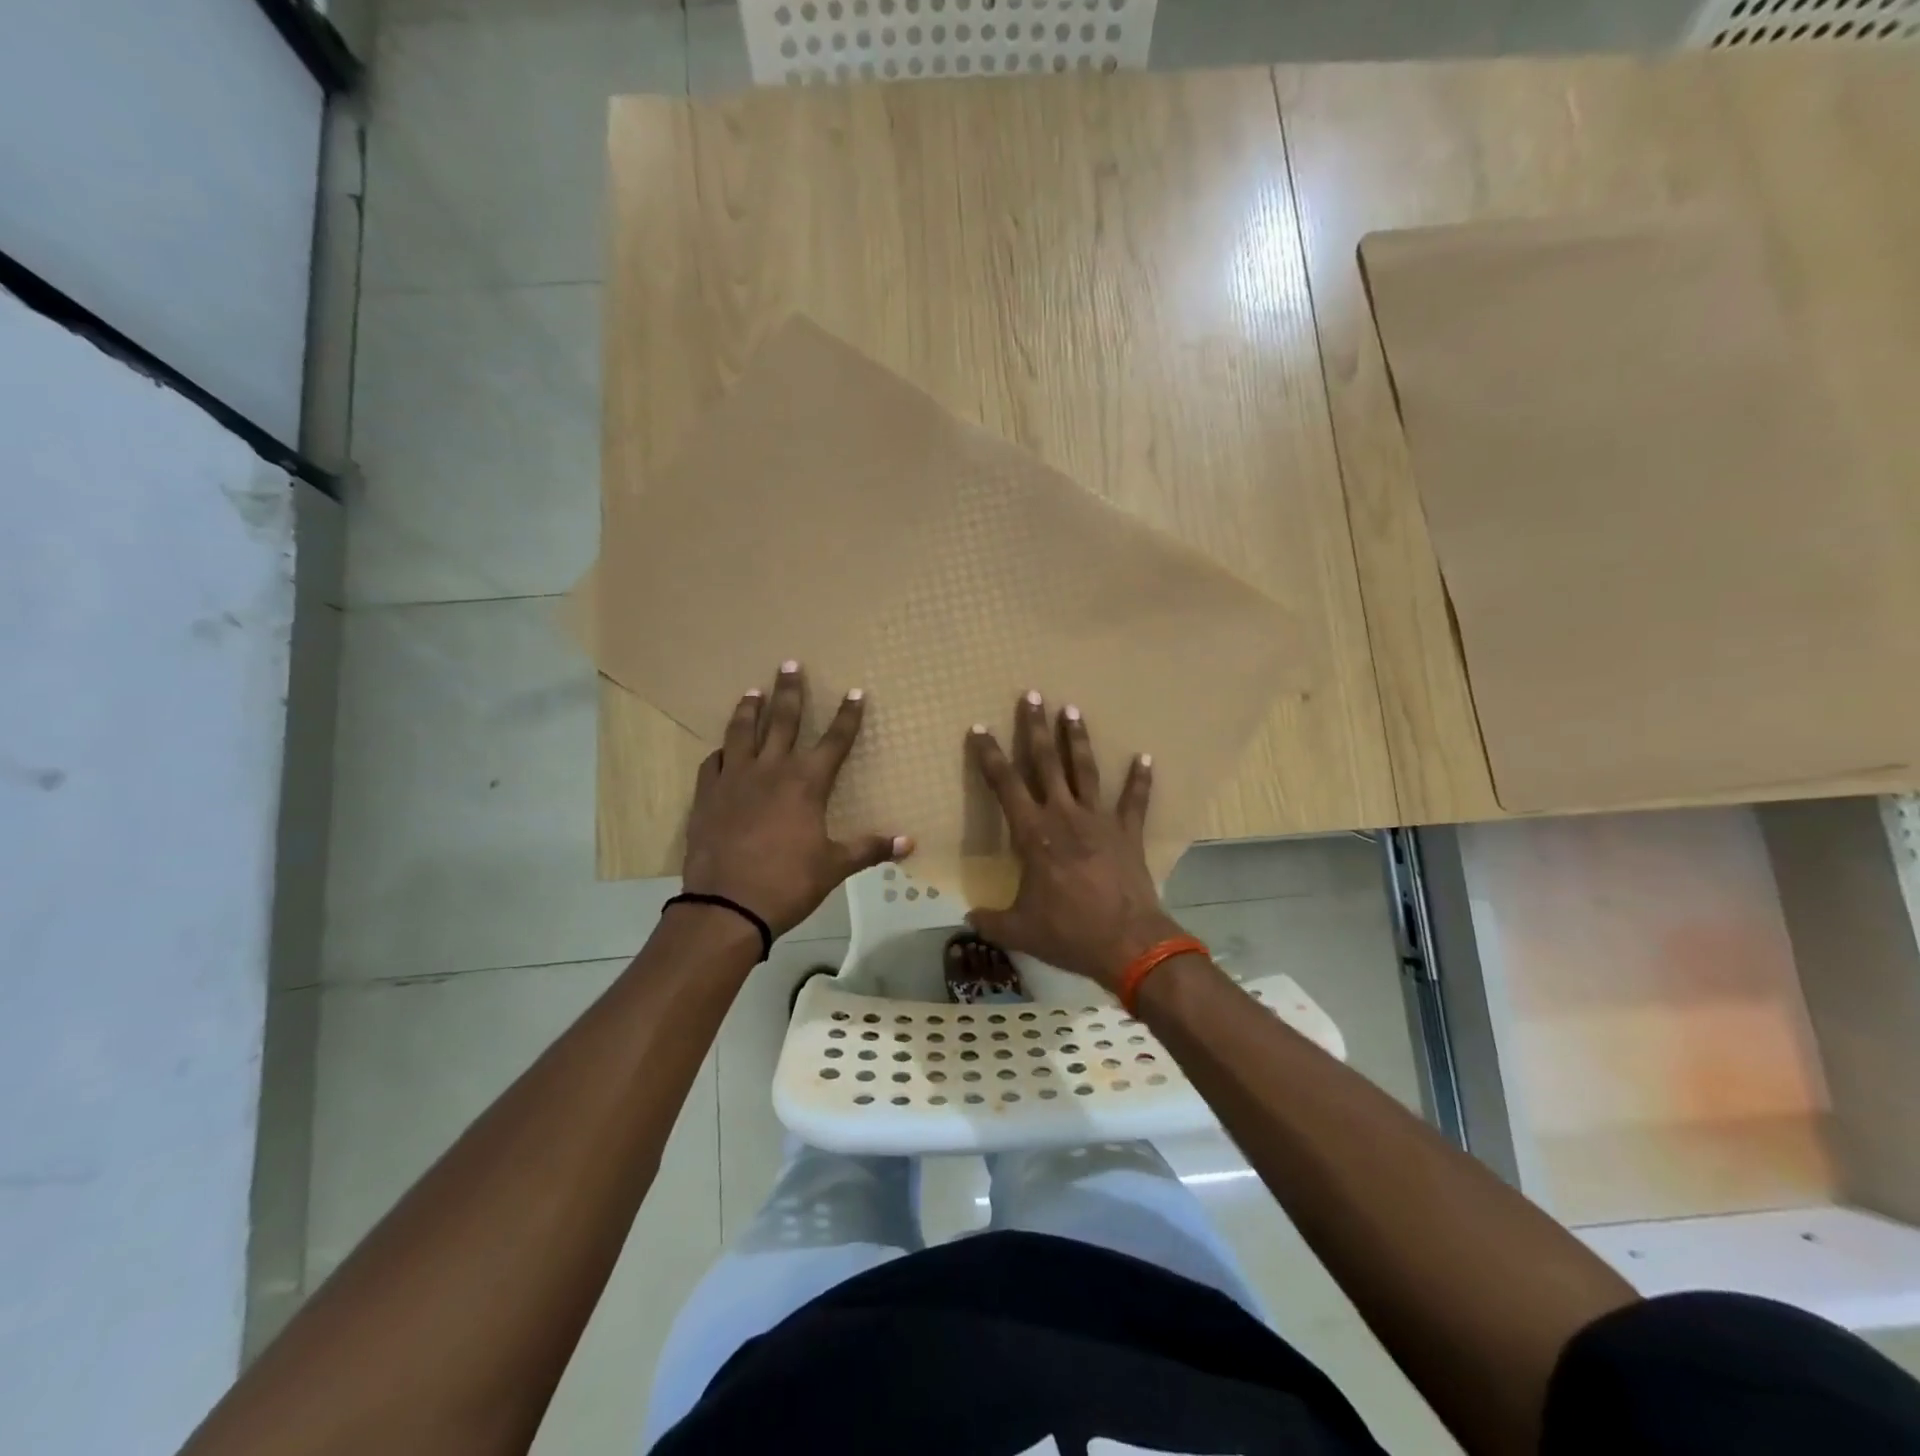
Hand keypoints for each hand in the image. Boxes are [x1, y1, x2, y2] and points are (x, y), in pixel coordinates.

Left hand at [681, 662, 911, 938]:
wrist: (727, 906)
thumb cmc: (788, 883)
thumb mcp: (834, 866)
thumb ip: (870, 848)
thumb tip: (910, 843)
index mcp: (806, 783)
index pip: (835, 740)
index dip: (848, 716)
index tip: (856, 692)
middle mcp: (771, 770)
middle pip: (784, 721)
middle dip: (790, 691)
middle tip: (789, 664)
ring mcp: (735, 780)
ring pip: (742, 733)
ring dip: (750, 709)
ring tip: (753, 691)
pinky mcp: (707, 796)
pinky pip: (714, 763)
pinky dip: (721, 752)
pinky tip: (722, 749)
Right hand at [966, 692, 1184, 991]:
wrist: (1127, 942)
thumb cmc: (1068, 932)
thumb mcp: (1019, 930)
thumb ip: (990, 920)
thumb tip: (968, 918)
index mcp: (1033, 834)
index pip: (1005, 785)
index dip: (989, 755)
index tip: (980, 728)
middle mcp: (1064, 816)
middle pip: (1046, 762)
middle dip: (1036, 728)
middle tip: (1032, 695)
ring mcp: (1099, 820)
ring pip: (1085, 770)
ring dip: (1078, 739)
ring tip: (1072, 709)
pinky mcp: (1127, 832)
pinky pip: (1134, 800)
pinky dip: (1140, 779)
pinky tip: (1145, 756)